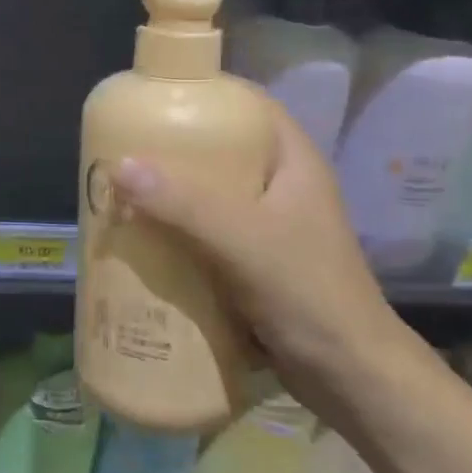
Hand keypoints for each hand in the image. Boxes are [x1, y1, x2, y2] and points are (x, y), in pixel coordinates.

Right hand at [112, 109, 410, 410]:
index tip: (154, 97)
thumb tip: (120, 167)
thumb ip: (184, 204)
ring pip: (208, 195)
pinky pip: (204, 234)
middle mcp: (280, 188)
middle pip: (220, 152)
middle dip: (172, 151)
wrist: (351, 379)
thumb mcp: (244, 241)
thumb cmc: (309, 295)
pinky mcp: (252, 264)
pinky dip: (174, 233)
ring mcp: (267, 228)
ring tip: (122, 192)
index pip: (248, 106)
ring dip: (168, 195)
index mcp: (292, 164)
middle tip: (123, 149)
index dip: (205, 94)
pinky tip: (142, 240)